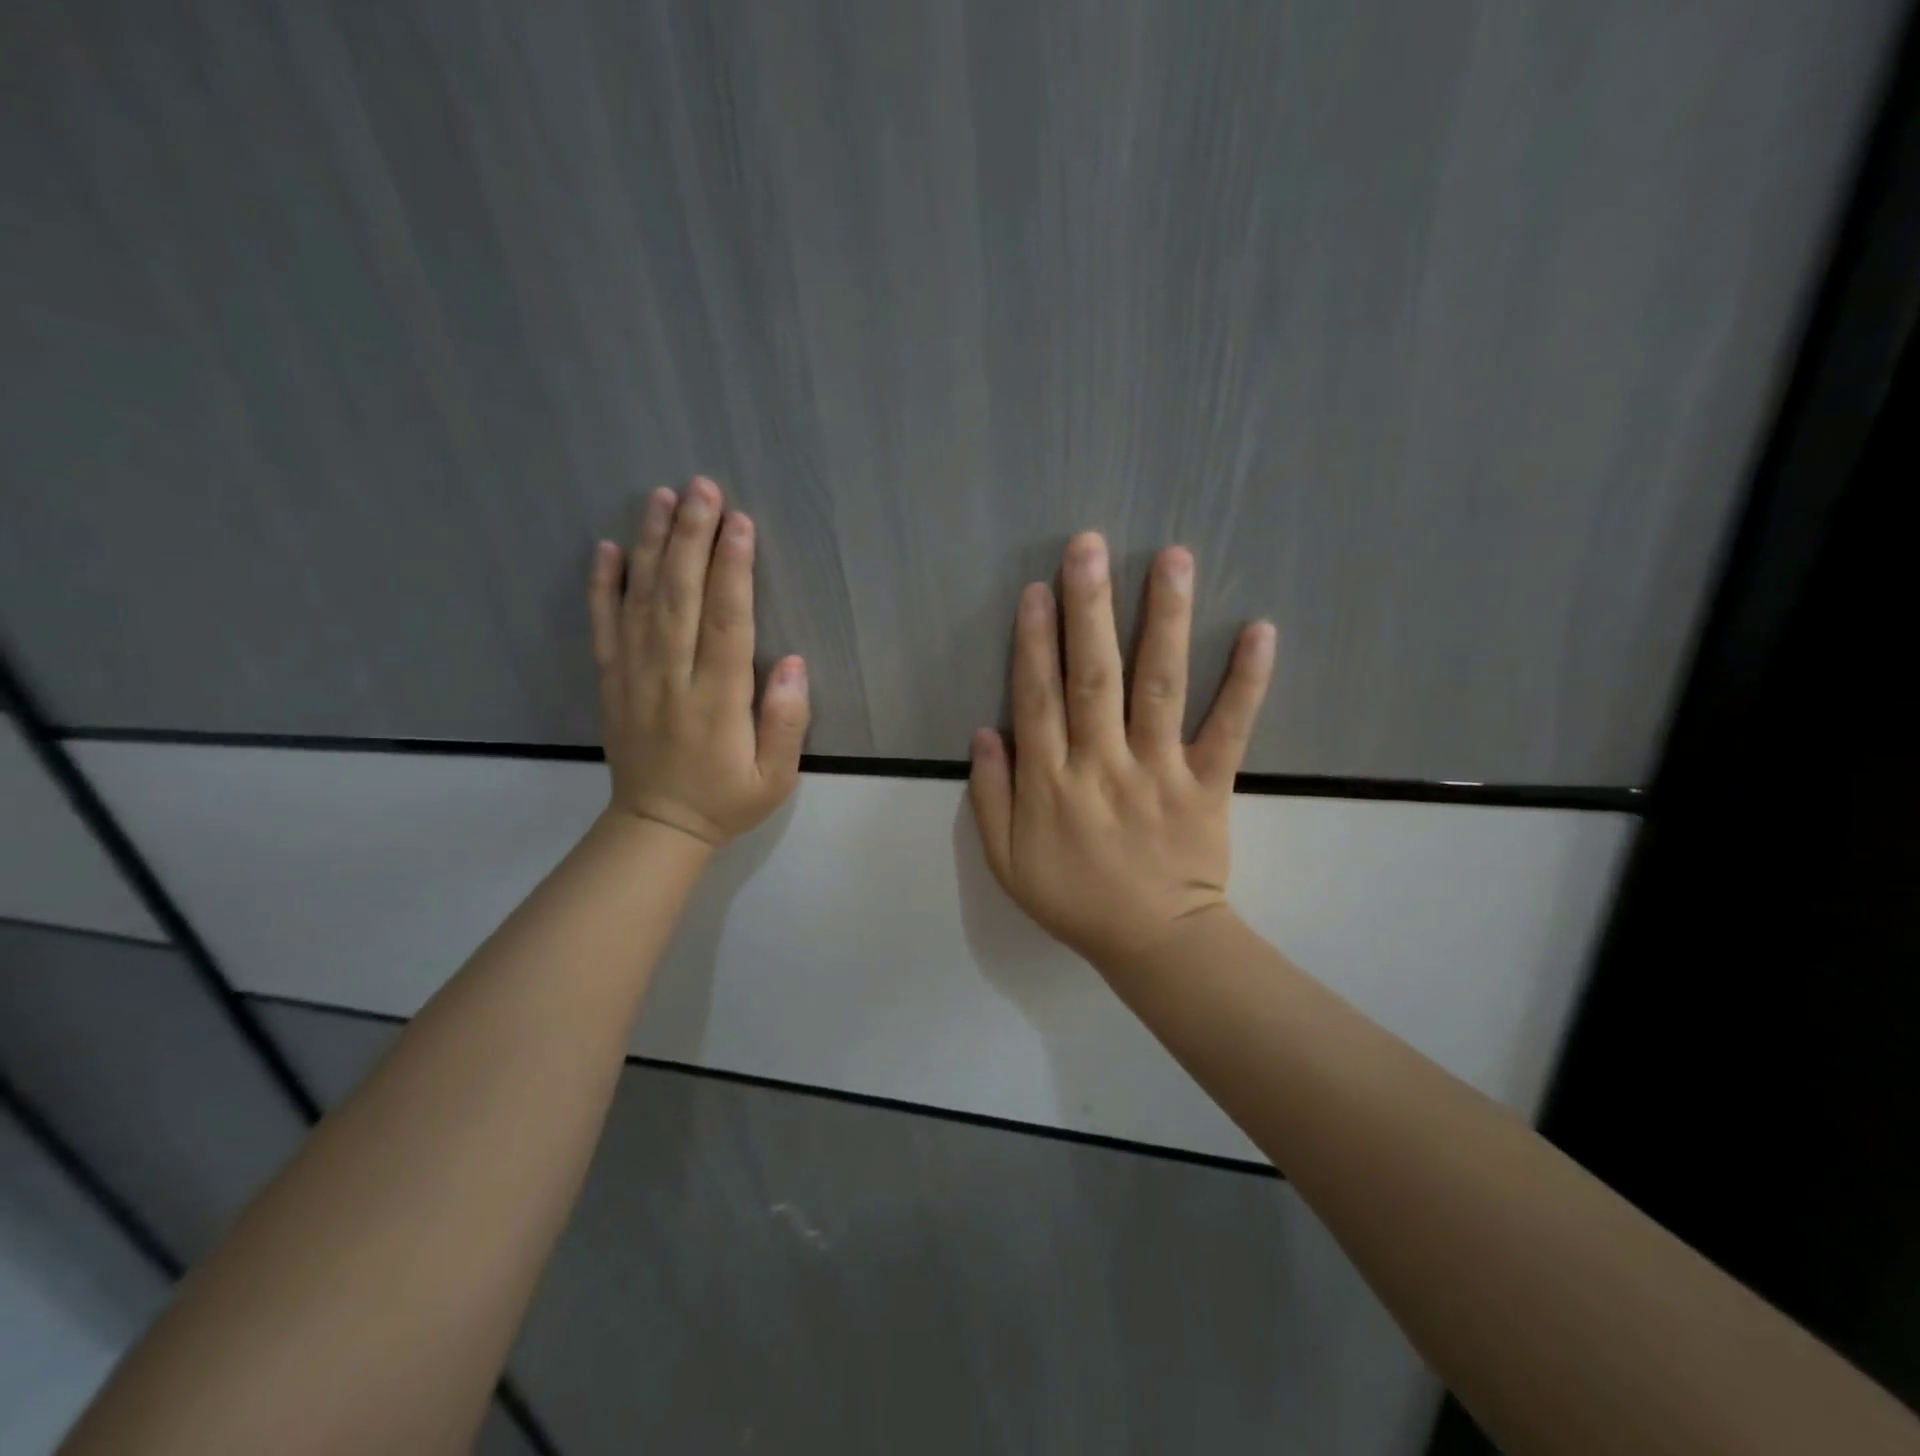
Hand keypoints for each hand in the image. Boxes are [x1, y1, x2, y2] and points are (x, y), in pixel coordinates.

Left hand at [588, 476, 808, 846]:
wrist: (656, 828)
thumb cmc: (726, 800)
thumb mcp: (775, 778)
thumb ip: (786, 722)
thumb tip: (792, 662)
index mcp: (716, 701)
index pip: (726, 622)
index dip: (733, 569)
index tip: (740, 522)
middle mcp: (671, 678)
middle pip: (681, 596)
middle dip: (692, 538)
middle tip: (702, 486)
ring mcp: (634, 676)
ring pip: (642, 601)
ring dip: (653, 545)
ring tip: (661, 497)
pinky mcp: (611, 680)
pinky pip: (603, 626)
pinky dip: (603, 585)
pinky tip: (609, 547)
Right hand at [968, 531, 1275, 966]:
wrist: (1155, 943)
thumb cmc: (1075, 899)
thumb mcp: (1007, 862)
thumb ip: (990, 797)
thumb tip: (985, 730)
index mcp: (1051, 784)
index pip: (1038, 699)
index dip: (1034, 642)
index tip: (1036, 589)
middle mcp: (1103, 765)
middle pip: (1093, 677)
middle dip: (1088, 609)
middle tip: (1087, 546)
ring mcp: (1160, 771)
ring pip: (1160, 687)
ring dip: (1165, 621)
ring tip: (1171, 559)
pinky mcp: (1209, 784)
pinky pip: (1229, 729)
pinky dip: (1247, 682)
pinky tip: (1260, 631)